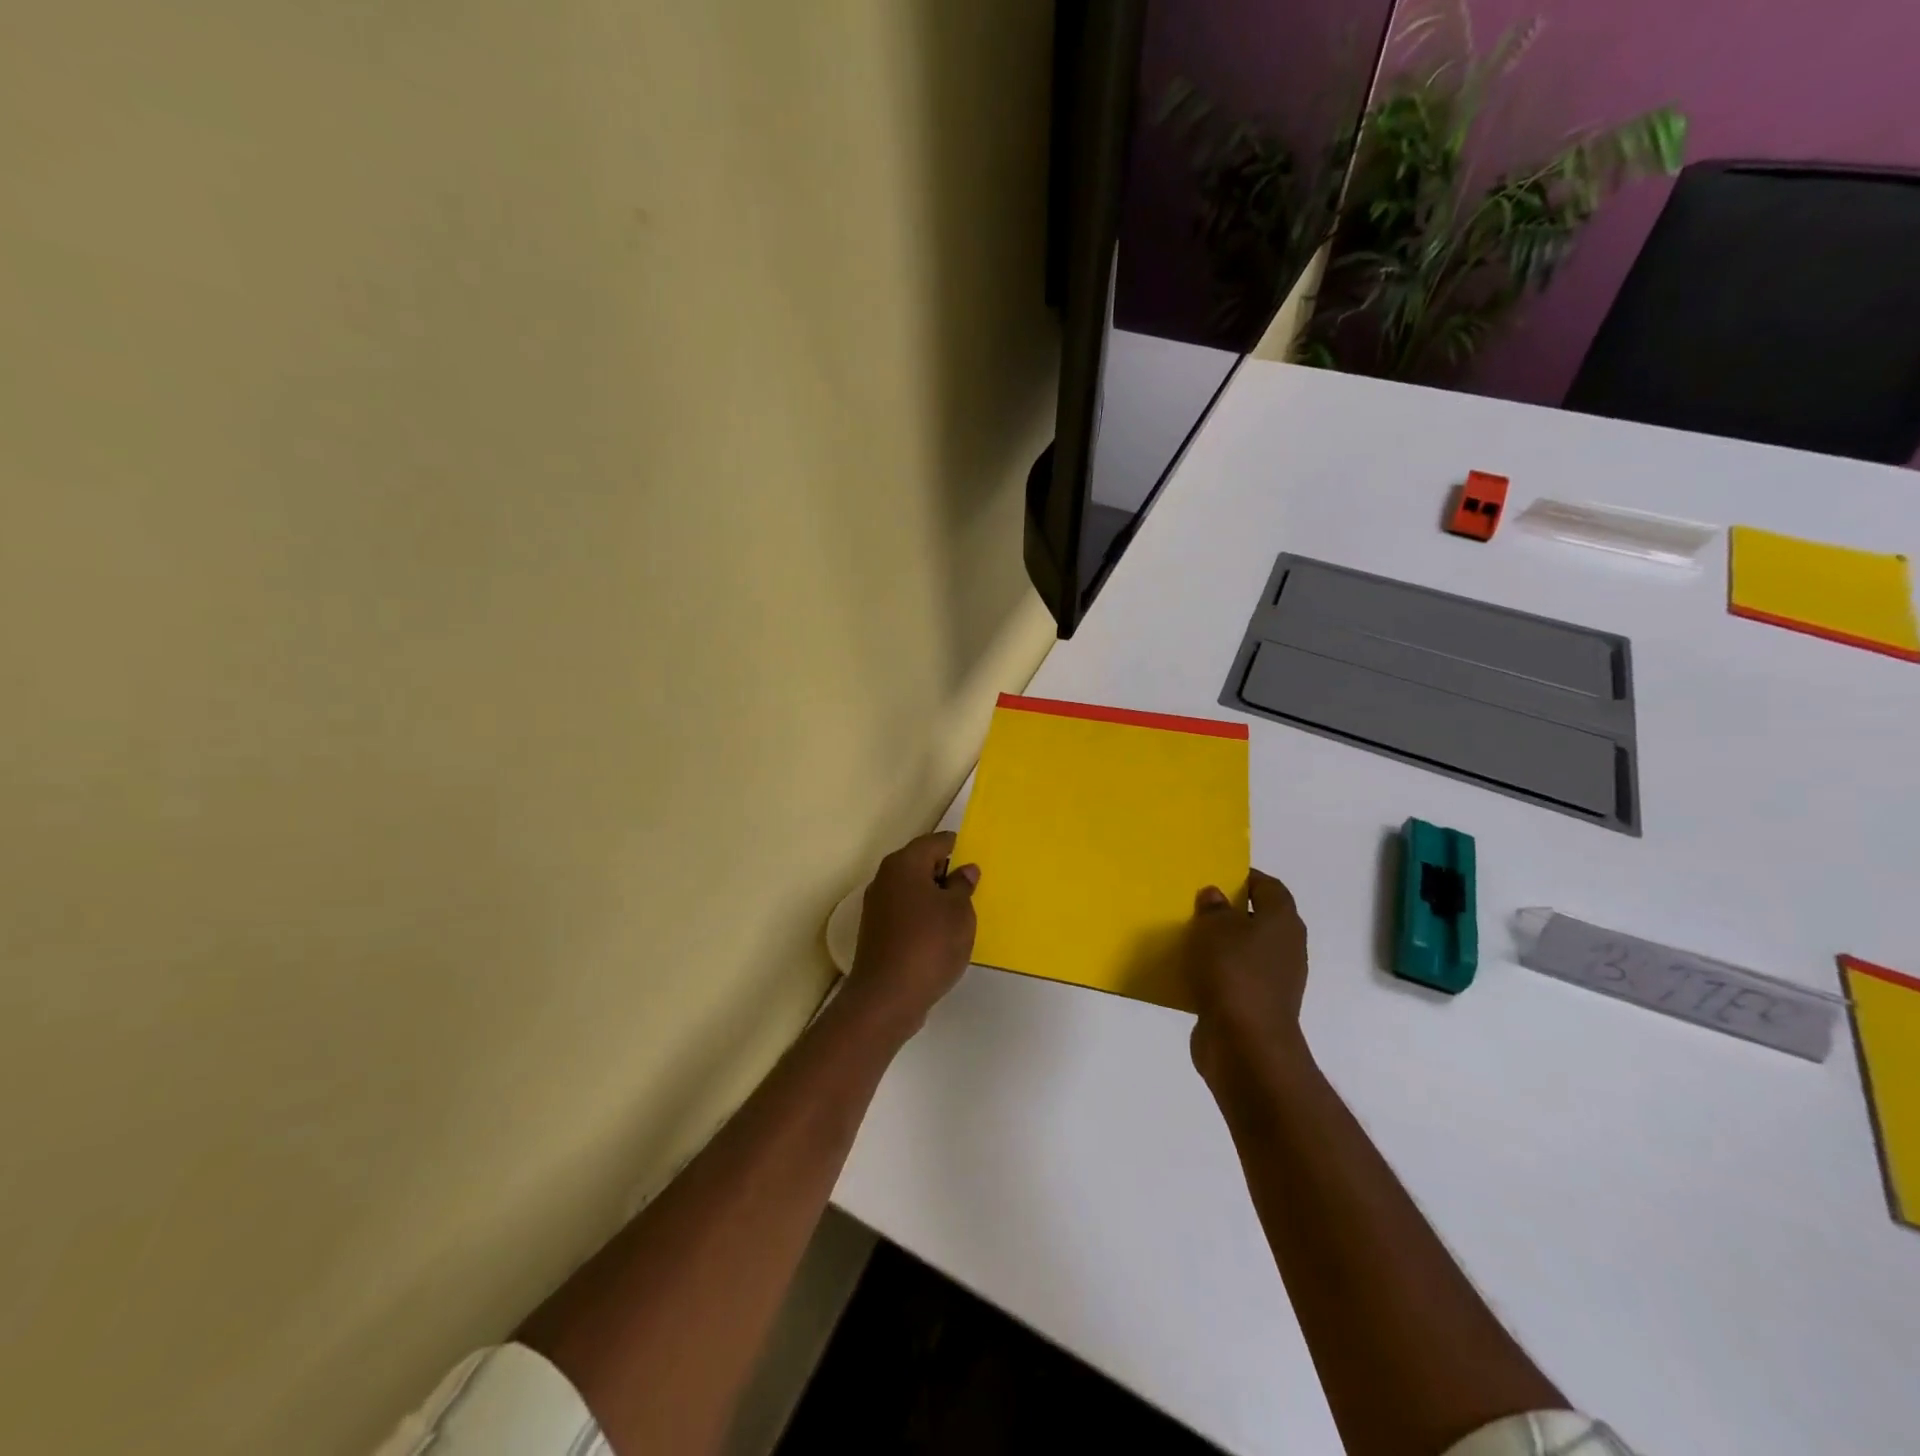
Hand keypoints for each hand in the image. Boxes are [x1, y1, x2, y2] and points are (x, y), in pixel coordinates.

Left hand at [842, 832, 979, 1037]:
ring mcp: (877, 906)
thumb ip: (962, 886)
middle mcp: (885, 878)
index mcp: (904, 864)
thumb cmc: (929, 944)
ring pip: (911, 889)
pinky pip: (905, 911)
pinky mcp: (876, 932)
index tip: (973, 854)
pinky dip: (922, 915)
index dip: (955, 846)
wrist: (887, 997)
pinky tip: (940, 932)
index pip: (934, 842)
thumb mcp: (959, 912)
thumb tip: (964, 870)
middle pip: (919, 863)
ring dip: (933, 895)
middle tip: (971, 884)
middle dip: (944, 871)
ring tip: (960, 910)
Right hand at [1183, 869, 1309, 1090]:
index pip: (1270, 887)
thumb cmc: (1233, 973)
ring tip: (1187, 938)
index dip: (1245, 878)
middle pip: (1258, 919)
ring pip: (1245, 951)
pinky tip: (1189, 973)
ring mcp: (1274, 980)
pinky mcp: (1256, 1006)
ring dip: (1221, 945)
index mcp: (1282, 921)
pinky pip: (1234, 979)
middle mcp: (1286, 948)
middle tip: (1195, 905)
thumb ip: (1213, 908)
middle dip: (1229, 912)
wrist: (1245, 1044)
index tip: (1215, 876)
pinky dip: (1216, 974)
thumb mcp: (1214, 928)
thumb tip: (1215, 896)